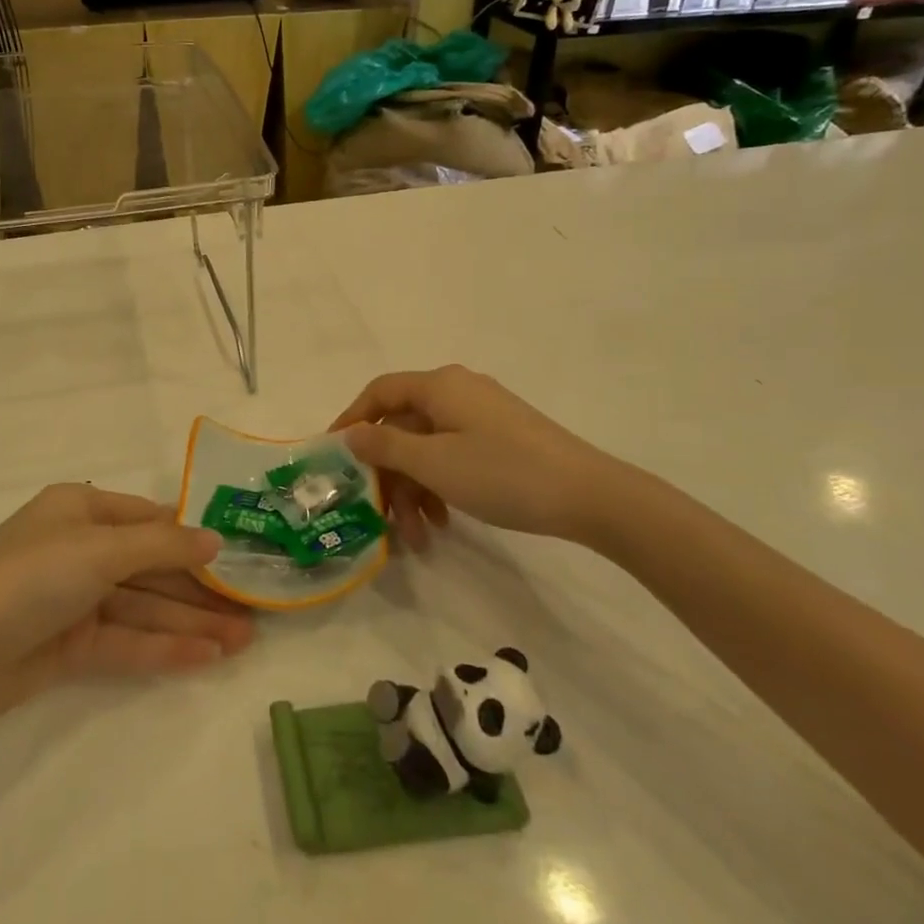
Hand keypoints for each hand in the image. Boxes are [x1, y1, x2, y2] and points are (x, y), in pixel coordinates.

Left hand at [0, 484, 255, 727]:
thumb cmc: (28, 578)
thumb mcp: (99, 549)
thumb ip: (162, 545)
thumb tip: (215, 539)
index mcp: (80, 511)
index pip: (149, 519)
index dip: (193, 537)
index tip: (238, 556)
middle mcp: (79, 550)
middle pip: (151, 567)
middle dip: (198, 589)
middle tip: (252, 611)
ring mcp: (74, 600)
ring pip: (143, 608)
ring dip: (190, 622)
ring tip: (242, 641)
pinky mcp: (68, 646)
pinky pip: (125, 642)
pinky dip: (163, 648)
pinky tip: (206, 657)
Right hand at [330, 365, 651, 547]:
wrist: (590, 495)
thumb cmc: (502, 473)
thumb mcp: (434, 463)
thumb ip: (385, 446)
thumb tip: (351, 433)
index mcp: (439, 385)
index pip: (379, 392)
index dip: (351, 419)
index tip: (333, 456)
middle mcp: (457, 391)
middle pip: (404, 426)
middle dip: (389, 474)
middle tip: (380, 517)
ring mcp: (482, 415)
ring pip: (429, 447)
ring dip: (415, 490)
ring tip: (417, 537)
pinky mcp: (501, 439)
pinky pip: (454, 456)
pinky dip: (441, 486)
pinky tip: (444, 523)